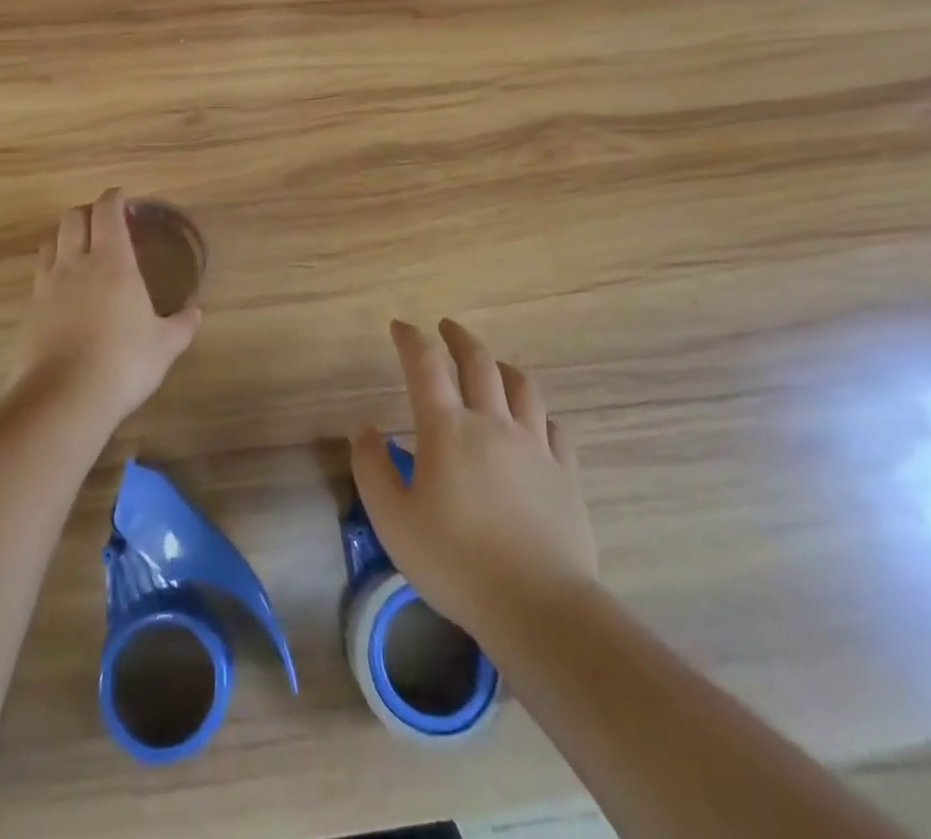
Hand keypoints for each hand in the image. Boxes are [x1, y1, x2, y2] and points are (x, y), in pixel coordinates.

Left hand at [17, 188, 202, 426]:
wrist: (63, 398)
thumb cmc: (124, 362)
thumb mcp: (165, 345)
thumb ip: (182, 324)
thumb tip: (196, 312)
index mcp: (112, 262)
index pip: (107, 213)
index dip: (113, 198)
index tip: (121, 196)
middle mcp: (75, 265)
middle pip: (72, 219)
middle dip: (86, 212)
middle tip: (102, 221)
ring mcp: (47, 287)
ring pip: (50, 244)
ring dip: (64, 239)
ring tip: (78, 251)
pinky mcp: (29, 312)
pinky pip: (39, 278)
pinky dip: (52, 272)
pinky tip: (63, 292)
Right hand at [350, 319, 598, 643]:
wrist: (538, 605)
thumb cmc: (454, 561)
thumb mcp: (392, 519)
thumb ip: (372, 467)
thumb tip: (365, 427)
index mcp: (447, 429)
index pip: (425, 366)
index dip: (411, 339)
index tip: (400, 325)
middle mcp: (492, 423)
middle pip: (479, 363)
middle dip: (459, 338)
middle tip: (446, 326)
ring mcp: (534, 446)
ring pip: (521, 387)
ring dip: (501, 366)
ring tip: (493, 364)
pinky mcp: (564, 473)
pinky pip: (553, 426)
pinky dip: (537, 412)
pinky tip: (534, 420)